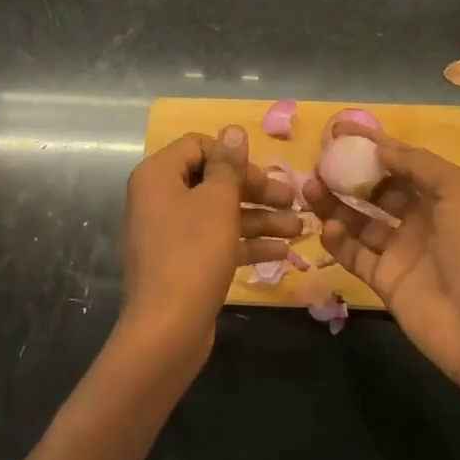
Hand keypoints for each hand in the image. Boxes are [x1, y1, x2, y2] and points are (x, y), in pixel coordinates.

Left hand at [117, 126, 299, 375]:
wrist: (167, 329)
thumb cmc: (193, 254)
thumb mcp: (218, 202)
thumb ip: (228, 164)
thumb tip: (233, 129)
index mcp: (158, 176)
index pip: (198, 145)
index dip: (233, 156)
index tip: (262, 172)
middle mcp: (160, 199)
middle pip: (214, 181)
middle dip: (256, 190)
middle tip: (293, 200)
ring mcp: (171, 233)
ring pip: (220, 213)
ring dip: (260, 217)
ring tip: (301, 229)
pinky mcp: (184, 262)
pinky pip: (217, 241)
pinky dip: (246, 243)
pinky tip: (283, 251)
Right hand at [305, 124, 459, 388]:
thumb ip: (419, 164)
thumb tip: (380, 147)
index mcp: (444, 195)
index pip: (402, 161)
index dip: (373, 145)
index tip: (338, 131)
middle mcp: (421, 219)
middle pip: (377, 190)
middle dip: (349, 175)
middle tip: (317, 164)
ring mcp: (401, 251)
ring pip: (360, 220)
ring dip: (335, 204)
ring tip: (310, 189)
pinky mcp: (385, 281)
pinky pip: (355, 255)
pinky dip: (339, 241)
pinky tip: (327, 229)